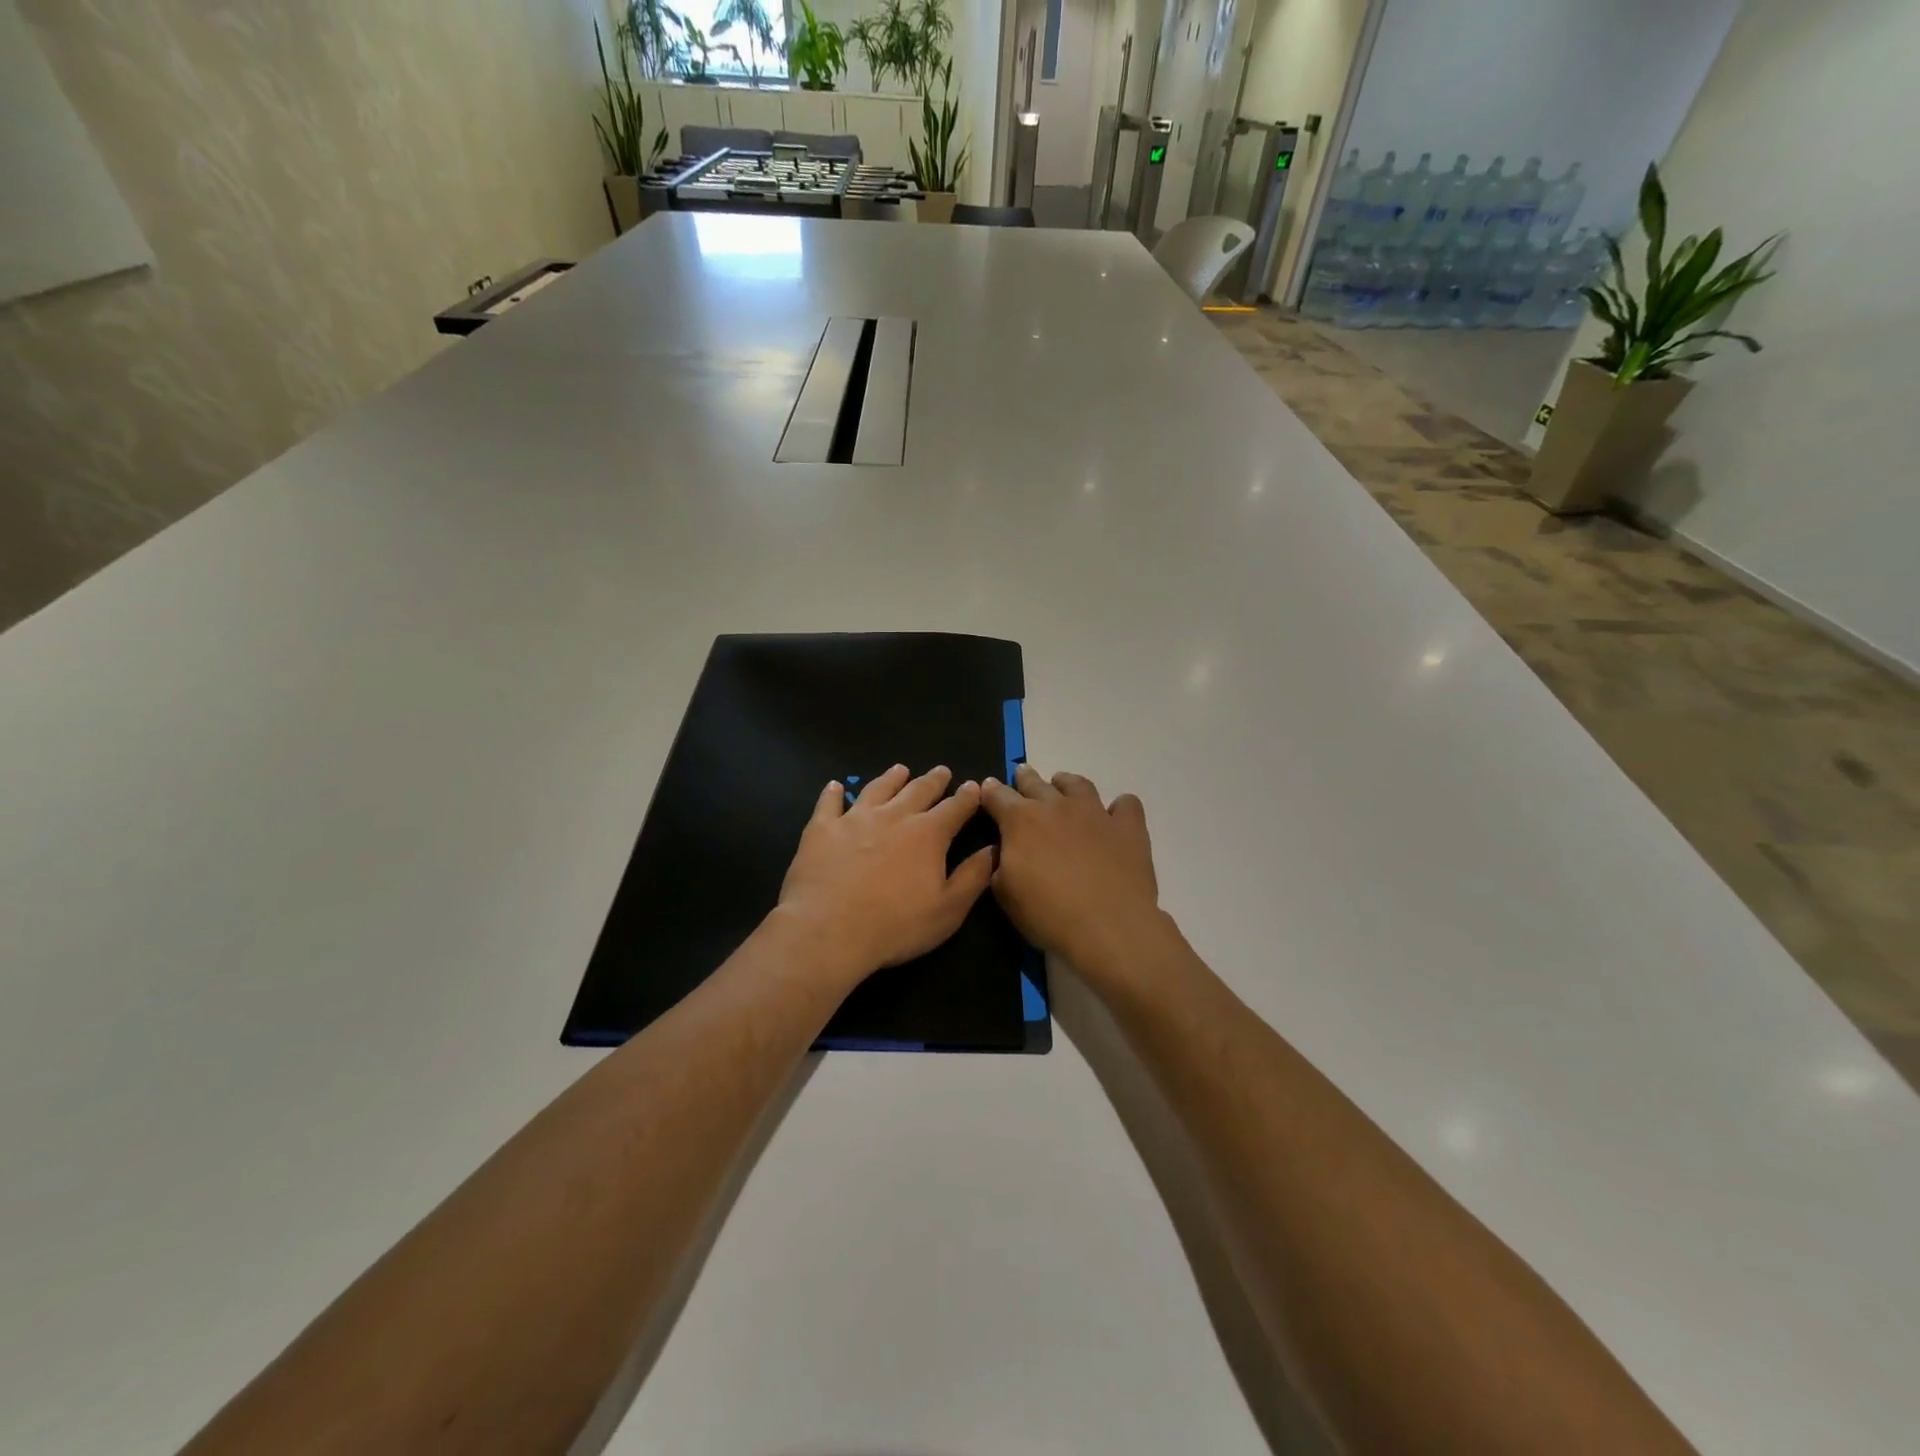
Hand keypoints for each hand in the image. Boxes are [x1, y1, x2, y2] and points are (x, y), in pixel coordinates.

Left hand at [773, 764, 995, 989]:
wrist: (828, 931)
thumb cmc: (895, 926)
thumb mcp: (948, 910)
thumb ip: (973, 876)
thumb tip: (992, 848)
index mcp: (928, 834)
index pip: (954, 808)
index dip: (967, 797)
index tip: (973, 786)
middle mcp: (894, 816)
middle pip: (918, 790)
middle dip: (933, 780)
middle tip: (941, 771)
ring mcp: (854, 819)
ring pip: (877, 788)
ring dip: (891, 778)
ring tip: (900, 769)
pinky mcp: (822, 829)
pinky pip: (829, 803)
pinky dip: (833, 793)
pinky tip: (835, 786)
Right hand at [981, 764, 1169, 979]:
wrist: (1108, 926)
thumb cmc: (1048, 914)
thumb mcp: (1006, 895)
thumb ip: (1000, 866)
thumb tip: (1003, 852)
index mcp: (1021, 821)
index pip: (998, 796)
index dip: (990, 792)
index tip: (988, 790)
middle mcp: (1057, 806)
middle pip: (1036, 782)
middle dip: (1025, 779)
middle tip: (1022, 777)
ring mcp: (1095, 813)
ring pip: (1078, 784)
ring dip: (1066, 784)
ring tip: (1063, 788)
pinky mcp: (1128, 827)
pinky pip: (1126, 804)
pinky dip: (1119, 808)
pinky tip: (1115, 817)